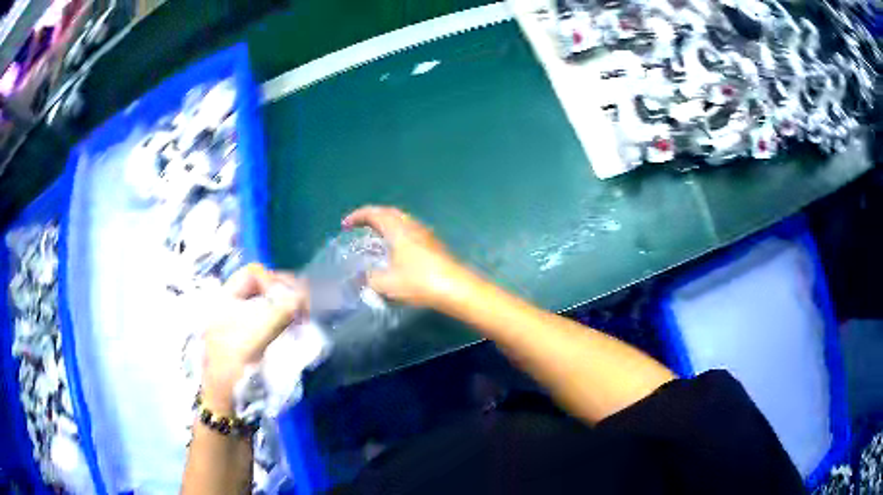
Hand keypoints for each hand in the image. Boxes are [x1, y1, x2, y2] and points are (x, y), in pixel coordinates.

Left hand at [201, 264, 308, 410]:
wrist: (228, 401)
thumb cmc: (236, 363)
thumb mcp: (257, 333)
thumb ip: (281, 309)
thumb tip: (303, 295)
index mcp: (225, 298)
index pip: (254, 274)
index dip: (275, 281)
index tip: (292, 301)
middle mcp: (232, 307)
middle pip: (262, 289)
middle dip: (285, 295)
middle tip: (305, 309)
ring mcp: (241, 325)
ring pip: (268, 306)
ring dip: (287, 310)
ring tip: (303, 321)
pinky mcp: (251, 342)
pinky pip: (271, 323)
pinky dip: (285, 324)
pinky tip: (296, 331)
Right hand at [342, 206, 475, 309]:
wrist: (456, 288)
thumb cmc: (419, 281)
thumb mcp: (387, 283)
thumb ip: (370, 278)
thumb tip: (363, 277)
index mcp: (398, 229)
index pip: (375, 213)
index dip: (358, 216)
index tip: (346, 224)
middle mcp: (412, 226)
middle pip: (389, 212)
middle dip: (372, 216)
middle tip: (360, 227)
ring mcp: (426, 234)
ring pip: (402, 221)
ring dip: (386, 225)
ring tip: (375, 238)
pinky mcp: (434, 245)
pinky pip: (410, 231)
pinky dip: (397, 234)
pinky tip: (396, 251)